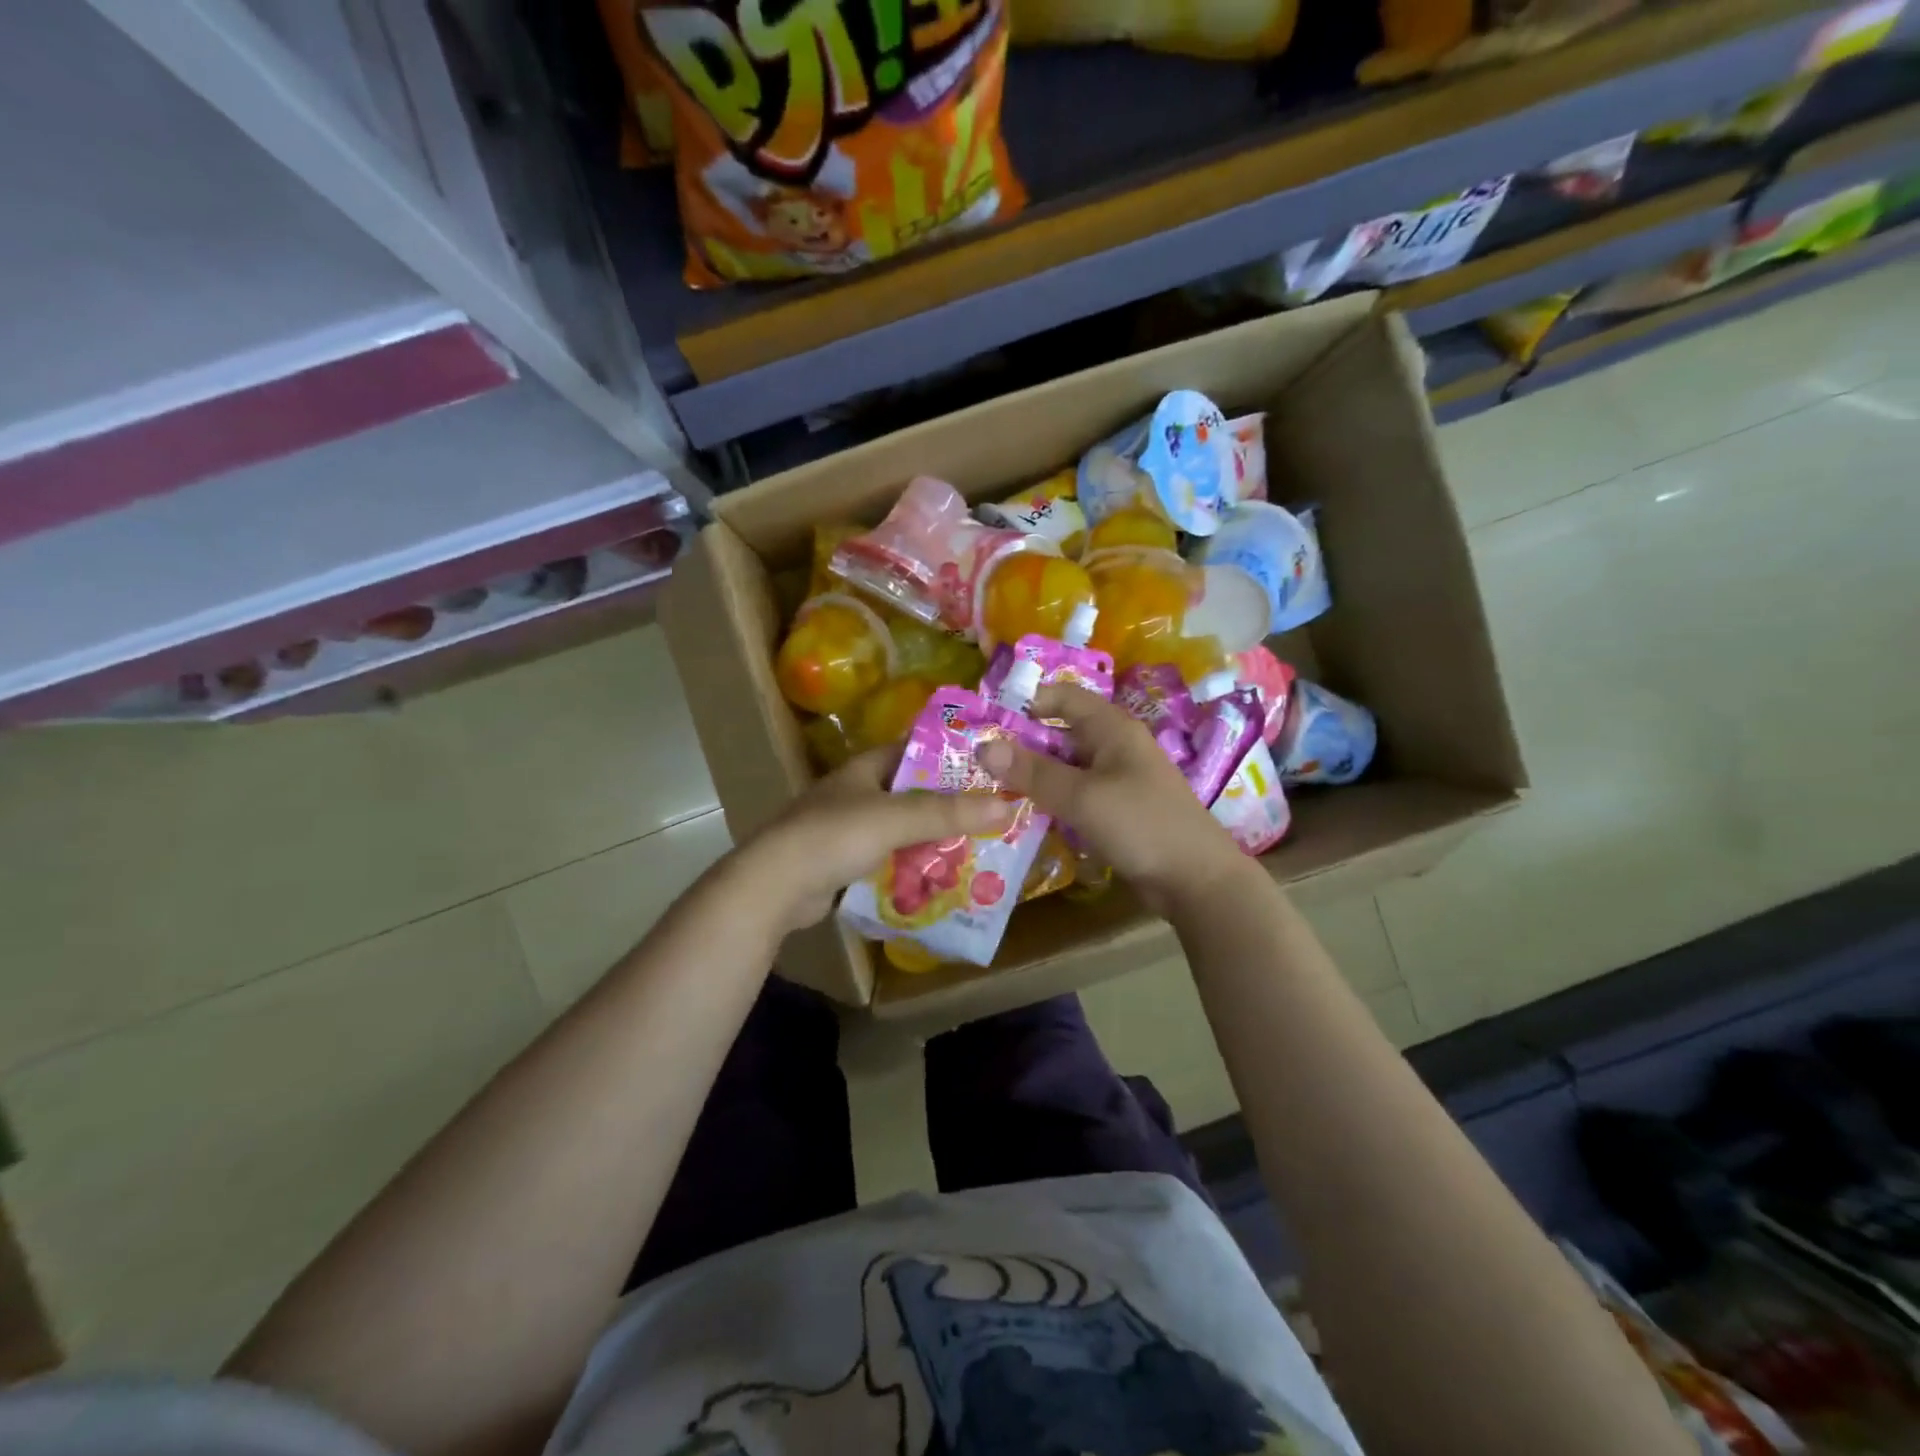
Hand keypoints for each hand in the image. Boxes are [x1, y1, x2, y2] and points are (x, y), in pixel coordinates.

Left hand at [741, 746, 1016, 932]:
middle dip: (945, 803)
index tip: (982, 764)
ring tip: (973, 846)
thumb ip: (948, 812)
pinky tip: (936, 879)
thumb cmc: (833, 836)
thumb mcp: (895, 818)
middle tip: (988, 812)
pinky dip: (908, 866)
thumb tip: (1005, 804)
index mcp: (862, 770)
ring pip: (898, 829)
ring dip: (929, 838)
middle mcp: (853, 795)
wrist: (773, 886)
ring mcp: (844, 831)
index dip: (945, 753)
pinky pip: (885, 860)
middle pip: (908, 793)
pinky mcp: (840, 865)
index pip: (910, 749)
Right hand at [977, 684, 1246, 916]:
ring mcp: (1118, 779)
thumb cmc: (1141, 825)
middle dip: (1023, 743)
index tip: (988, 720)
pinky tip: (1027, 812)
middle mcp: (1115, 746)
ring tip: (993, 786)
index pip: (1064, 697)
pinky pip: (1078, 794)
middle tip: (979, 760)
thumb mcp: (1082, 797)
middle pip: (1062, 732)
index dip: (1028, 702)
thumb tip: (983, 747)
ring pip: (1067, 766)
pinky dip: (1053, 798)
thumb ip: (1033, 772)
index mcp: (1113, 729)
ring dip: (1036, 774)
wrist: (1196, 879)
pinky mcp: (1118, 809)